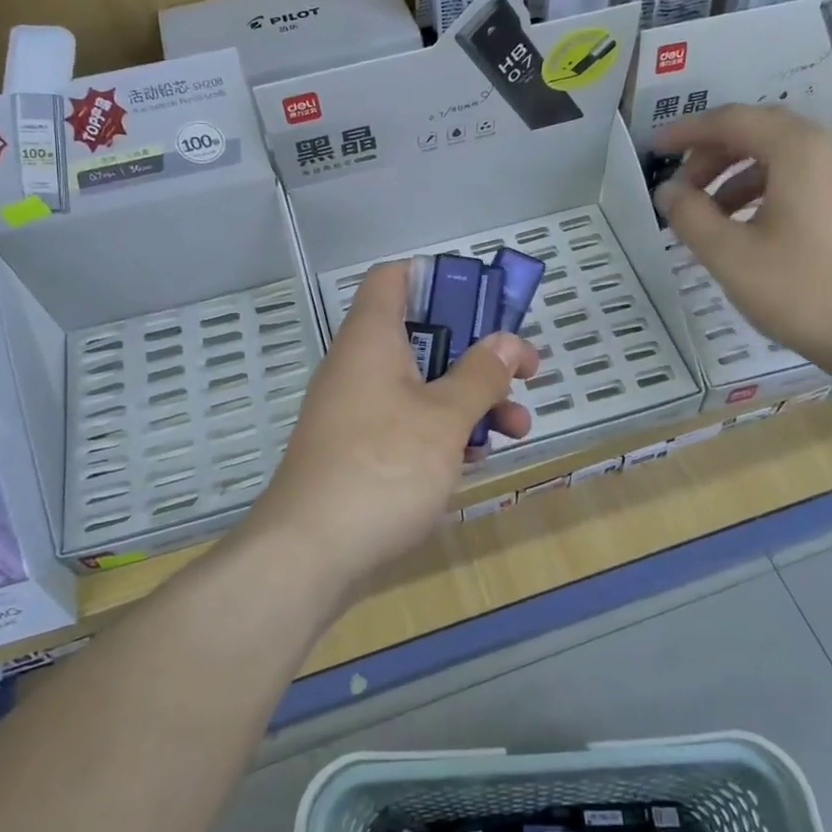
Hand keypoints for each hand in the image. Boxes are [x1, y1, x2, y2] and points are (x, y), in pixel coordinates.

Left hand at [250, 261, 538, 587]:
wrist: (309, 554)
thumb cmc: (383, 468)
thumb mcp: (445, 417)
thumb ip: (481, 374)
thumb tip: (508, 341)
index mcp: (372, 338)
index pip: (395, 277)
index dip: (440, 279)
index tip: (486, 304)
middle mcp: (359, 365)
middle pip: (422, 335)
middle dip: (477, 353)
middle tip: (522, 374)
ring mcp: (355, 410)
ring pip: (420, 385)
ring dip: (469, 399)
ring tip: (516, 428)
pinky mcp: (357, 450)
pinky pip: (405, 423)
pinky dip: (442, 432)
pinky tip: (473, 459)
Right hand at [655, 104, 831, 380]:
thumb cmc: (804, 292)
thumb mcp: (731, 256)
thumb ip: (690, 216)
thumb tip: (667, 191)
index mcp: (801, 150)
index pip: (733, 120)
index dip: (687, 131)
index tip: (654, 149)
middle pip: (761, 131)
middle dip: (712, 153)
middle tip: (681, 187)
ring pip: (784, 155)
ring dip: (738, 174)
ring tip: (709, 214)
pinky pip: (806, 176)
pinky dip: (767, 188)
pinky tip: (749, 226)